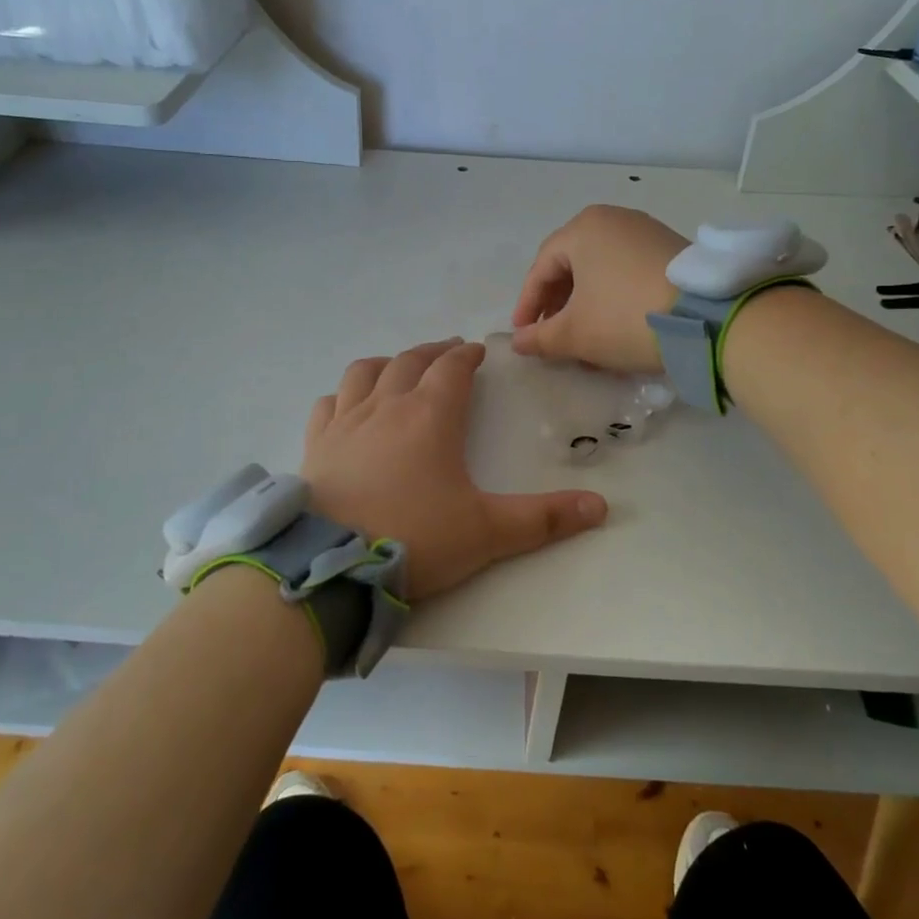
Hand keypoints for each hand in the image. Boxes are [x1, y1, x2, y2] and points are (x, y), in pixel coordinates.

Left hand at [304, 339, 607, 601]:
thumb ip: (544, 519)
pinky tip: (347, 404)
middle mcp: (386, 406)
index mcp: (430, 415)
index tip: (477, 351)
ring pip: (365, 373)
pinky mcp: (317, 445)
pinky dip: (343, 395)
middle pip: (410, 361)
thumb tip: (601, 506)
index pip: (452, 368)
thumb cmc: (415, 538)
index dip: (467, 355)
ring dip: (387, 363)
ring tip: (399, 367)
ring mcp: (346, 422)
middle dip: (432, 352)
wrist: (333, 566)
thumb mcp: (487, 532)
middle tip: (448, 352)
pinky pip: (328, 404)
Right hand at [511, 205, 684, 372]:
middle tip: (552, 334)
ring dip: (586, 303)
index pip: (541, 268)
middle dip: (558, 303)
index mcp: (583, 229)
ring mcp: (646, 231)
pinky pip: (628, 270)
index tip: (524, 334)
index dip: (528, 304)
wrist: (709, 318)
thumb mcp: (576, 334)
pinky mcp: (672, 249)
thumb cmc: (626, 317)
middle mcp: (613, 219)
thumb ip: (540, 338)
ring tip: (584, 336)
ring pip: (601, 269)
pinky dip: (613, 296)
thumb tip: (518, 342)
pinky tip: (617, 324)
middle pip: (571, 264)